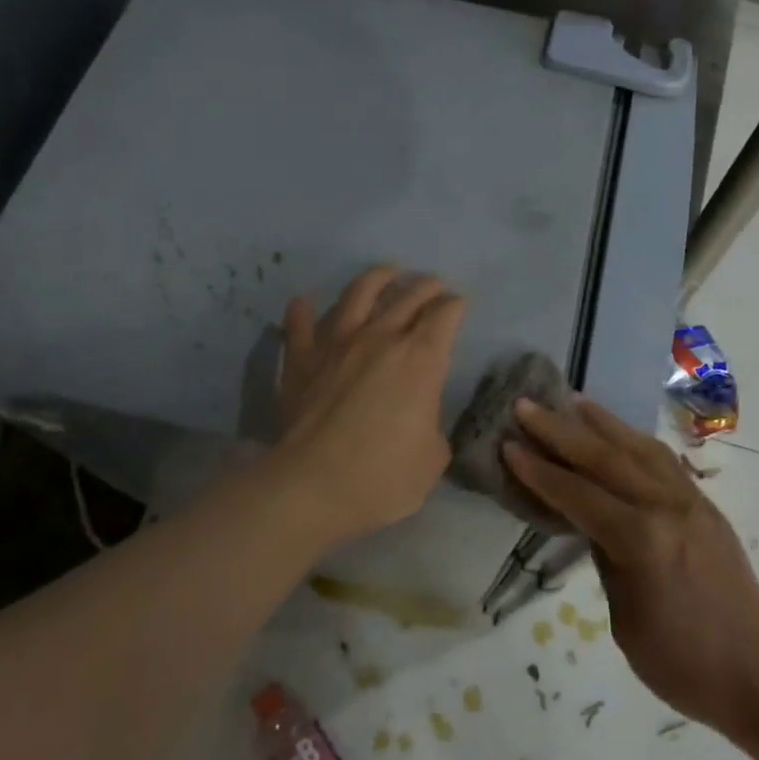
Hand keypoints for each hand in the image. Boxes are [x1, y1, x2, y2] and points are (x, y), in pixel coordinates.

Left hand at [272, 266, 466, 548]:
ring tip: (386, 272)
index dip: (455, 305)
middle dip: (426, 286)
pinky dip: (303, 310)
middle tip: (432, 284)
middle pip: (408, 296)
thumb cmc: (383, 477)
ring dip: (377, 278)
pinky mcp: (302, 359)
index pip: (445, 314)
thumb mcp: (433, 458)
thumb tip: (420, 419)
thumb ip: (431, 426)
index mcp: (422, 359)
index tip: (458, 304)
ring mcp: (337, 343)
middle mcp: (382, 338)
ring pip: (358, 294)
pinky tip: (304, 301)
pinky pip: (300, 324)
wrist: (313, 487)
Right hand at [502, 398, 758, 738]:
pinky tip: (620, 435)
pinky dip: (634, 441)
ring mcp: (691, 501)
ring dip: (601, 422)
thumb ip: (606, 559)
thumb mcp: (625, 619)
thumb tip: (592, 522)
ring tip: (572, 400)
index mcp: (641, 539)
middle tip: (526, 405)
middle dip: (560, 429)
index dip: (539, 470)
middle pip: (605, 457)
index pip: (577, 494)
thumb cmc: (682, 663)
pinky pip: (664, 461)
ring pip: (638, 448)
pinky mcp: (706, 506)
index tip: (508, 443)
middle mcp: (666, 506)